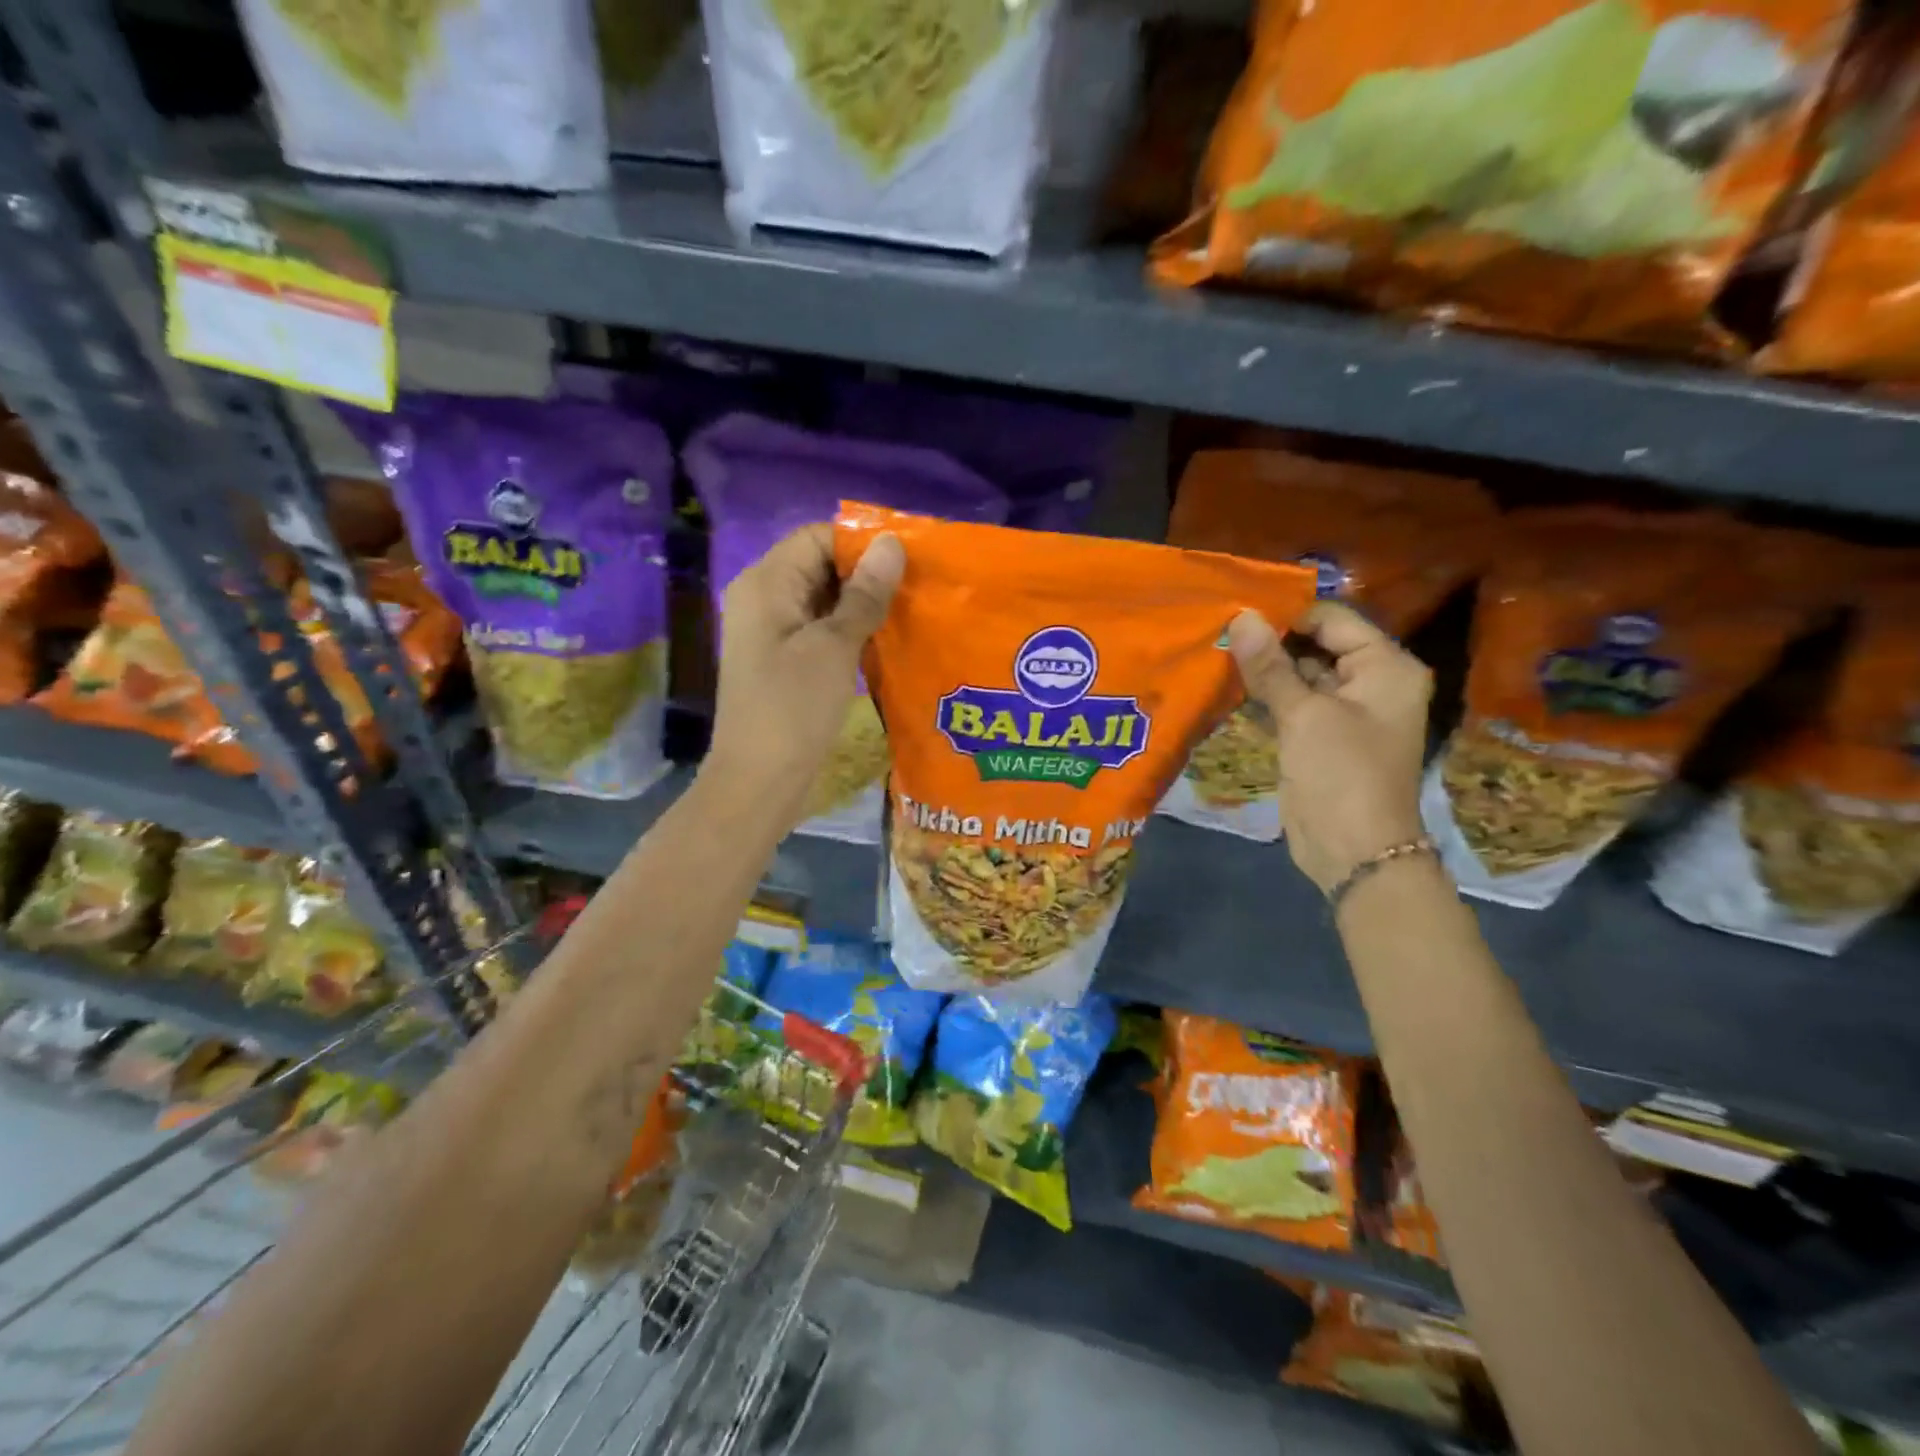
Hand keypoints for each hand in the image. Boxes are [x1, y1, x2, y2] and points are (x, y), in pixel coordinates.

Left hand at [705, 523, 904, 823]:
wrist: (760, 780)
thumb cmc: (794, 708)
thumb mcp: (835, 647)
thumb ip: (865, 594)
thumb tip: (891, 543)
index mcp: (766, 583)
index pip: (817, 537)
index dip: (862, 544)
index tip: (909, 561)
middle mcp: (763, 597)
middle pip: (820, 564)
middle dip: (867, 573)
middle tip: (917, 588)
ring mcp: (771, 630)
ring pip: (823, 598)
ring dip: (863, 603)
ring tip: (910, 611)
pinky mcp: (784, 658)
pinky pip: (820, 627)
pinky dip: (850, 628)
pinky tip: (885, 638)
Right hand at [1228, 602, 1431, 893]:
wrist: (1353, 850)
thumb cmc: (1341, 773)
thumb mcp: (1304, 714)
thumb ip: (1270, 666)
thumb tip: (1241, 617)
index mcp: (1385, 667)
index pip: (1333, 620)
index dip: (1287, 614)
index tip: (1237, 612)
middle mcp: (1370, 683)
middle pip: (1316, 645)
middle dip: (1271, 640)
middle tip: (1221, 629)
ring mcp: (1344, 712)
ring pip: (1299, 675)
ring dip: (1263, 668)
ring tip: (1217, 650)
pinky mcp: (1319, 737)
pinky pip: (1290, 703)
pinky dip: (1264, 695)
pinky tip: (1226, 685)